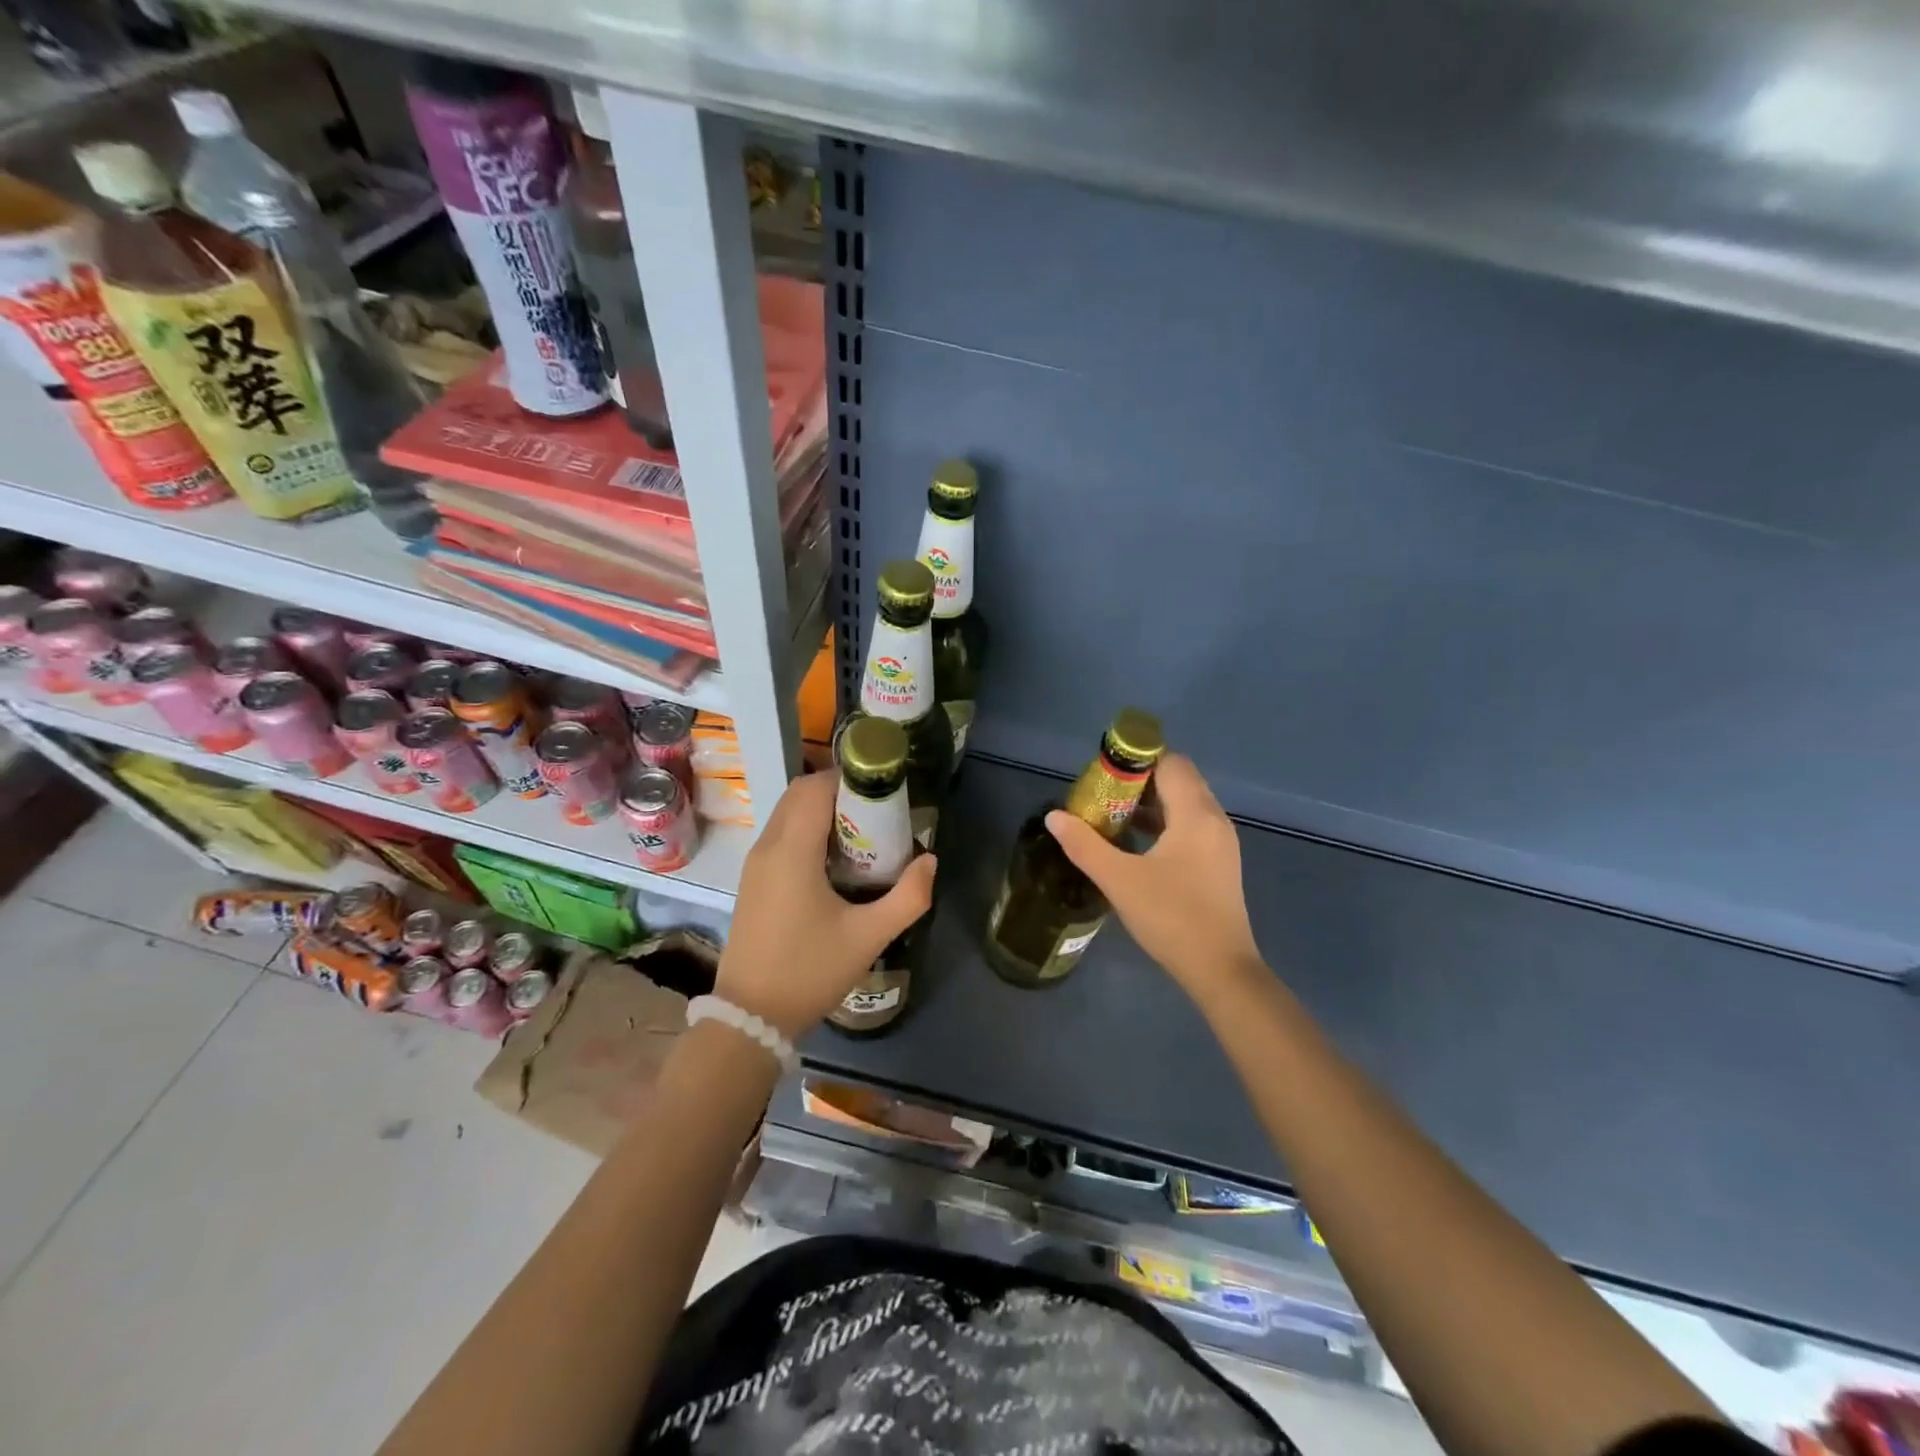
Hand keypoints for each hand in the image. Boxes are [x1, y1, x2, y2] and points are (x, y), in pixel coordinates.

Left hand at [715, 769, 936, 1038]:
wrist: (750, 1017)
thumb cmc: (810, 971)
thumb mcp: (869, 937)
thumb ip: (908, 896)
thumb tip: (930, 861)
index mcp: (792, 851)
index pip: (815, 787)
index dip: (848, 778)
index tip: (882, 790)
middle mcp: (768, 847)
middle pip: (799, 793)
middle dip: (838, 791)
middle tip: (876, 812)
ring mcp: (755, 864)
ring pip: (787, 813)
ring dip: (821, 811)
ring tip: (862, 835)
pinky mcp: (752, 881)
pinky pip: (780, 835)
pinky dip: (806, 830)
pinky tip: (834, 862)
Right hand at [1045, 752, 1262, 998]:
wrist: (1220, 970)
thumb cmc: (1171, 917)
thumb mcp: (1119, 880)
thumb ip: (1084, 845)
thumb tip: (1054, 816)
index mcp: (1195, 814)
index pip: (1171, 763)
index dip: (1138, 760)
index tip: (1105, 774)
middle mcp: (1214, 820)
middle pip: (1179, 780)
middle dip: (1141, 781)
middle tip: (1103, 795)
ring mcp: (1221, 843)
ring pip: (1186, 804)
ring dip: (1152, 804)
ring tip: (1113, 817)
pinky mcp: (1219, 864)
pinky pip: (1191, 826)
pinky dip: (1165, 824)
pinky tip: (1137, 845)